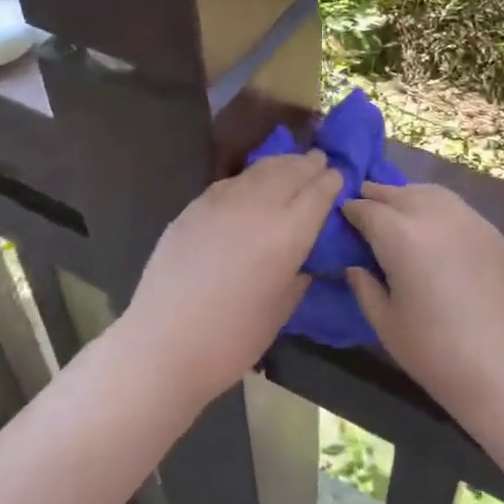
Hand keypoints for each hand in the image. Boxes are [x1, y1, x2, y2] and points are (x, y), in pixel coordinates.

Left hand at [123, 151, 343, 402]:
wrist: (164, 343)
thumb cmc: (232, 338)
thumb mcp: (282, 308)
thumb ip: (298, 272)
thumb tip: (305, 256)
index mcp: (288, 232)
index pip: (318, 192)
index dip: (331, 182)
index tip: (339, 176)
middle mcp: (258, 205)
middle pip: (290, 171)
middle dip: (309, 164)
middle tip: (320, 159)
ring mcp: (222, 202)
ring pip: (259, 170)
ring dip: (281, 164)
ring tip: (291, 163)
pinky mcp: (194, 207)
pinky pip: (231, 182)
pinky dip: (250, 177)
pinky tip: (252, 184)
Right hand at [343, 182, 503, 419]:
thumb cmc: (435, 353)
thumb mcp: (385, 323)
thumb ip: (365, 286)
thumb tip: (355, 266)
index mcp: (401, 236)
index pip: (367, 210)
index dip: (351, 211)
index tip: (343, 216)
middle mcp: (435, 217)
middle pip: (399, 193)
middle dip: (377, 196)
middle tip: (365, 207)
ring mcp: (470, 221)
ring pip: (431, 193)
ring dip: (409, 196)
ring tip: (399, 212)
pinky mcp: (494, 234)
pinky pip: (458, 209)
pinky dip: (437, 209)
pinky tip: (435, 230)